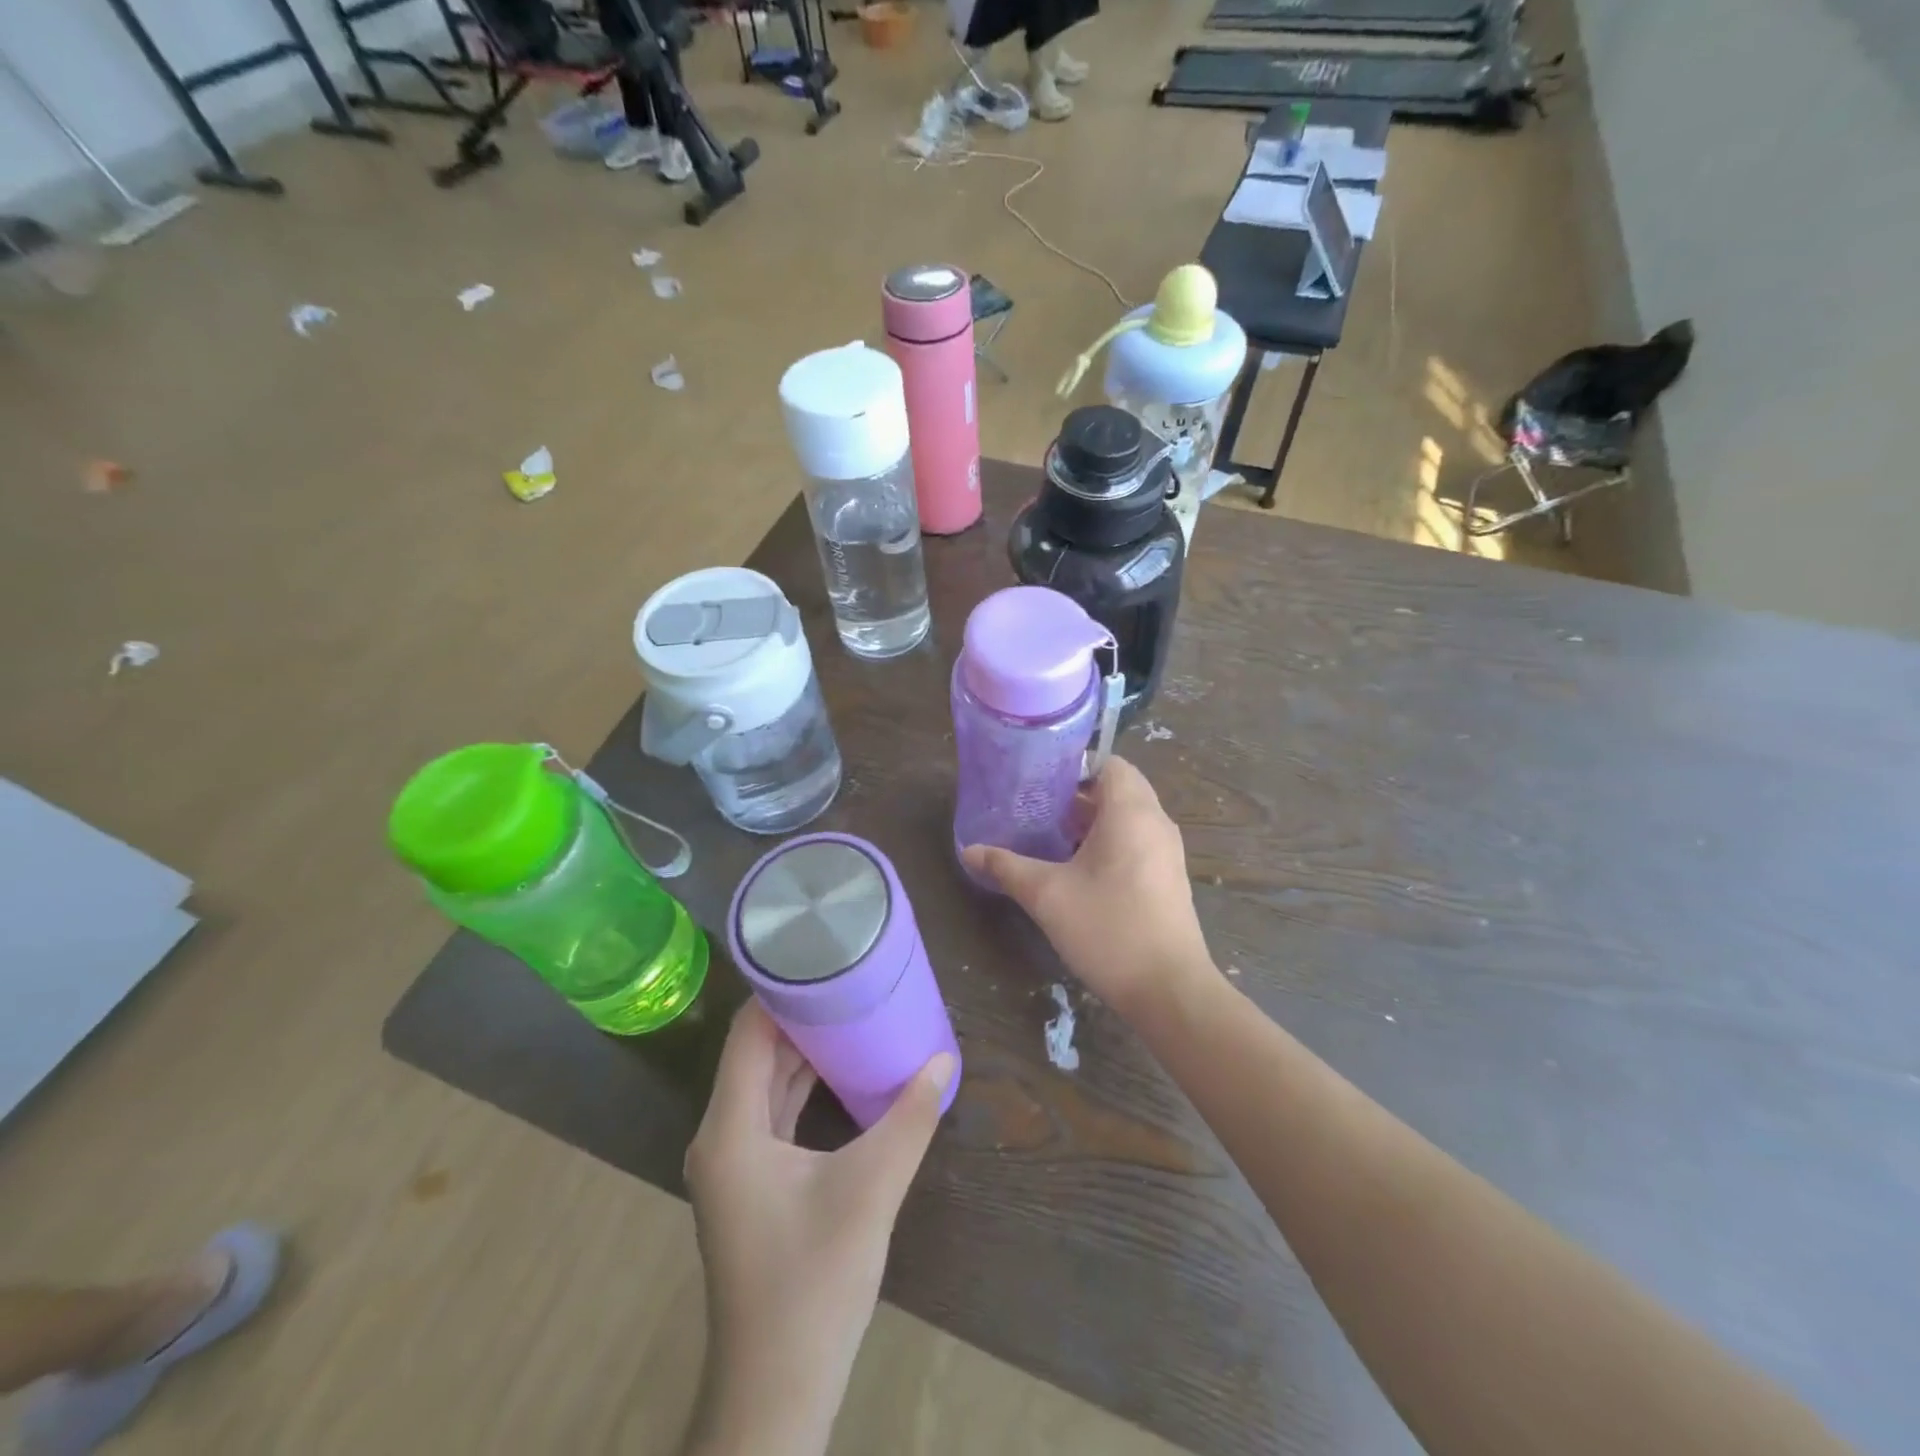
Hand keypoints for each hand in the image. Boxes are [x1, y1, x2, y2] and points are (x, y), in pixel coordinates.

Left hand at [682, 999, 955, 1455]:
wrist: (777, 1390)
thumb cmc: (813, 1283)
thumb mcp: (871, 1190)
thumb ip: (909, 1119)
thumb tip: (942, 1058)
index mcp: (730, 1128)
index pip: (748, 1032)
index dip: (782, 990)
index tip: (825, 956)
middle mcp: (722, 1135)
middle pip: (756, 1052)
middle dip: (801, 1014)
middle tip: (851, 978)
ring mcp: (734, 1163)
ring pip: (765, 1083)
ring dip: (804, 1050)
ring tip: (852, 1011)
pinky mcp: (753, 1183)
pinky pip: (774, 1113)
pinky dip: (804, 1086)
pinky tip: (843, 1072)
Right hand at [962, 756, 1212, 1019]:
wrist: (1169, 990)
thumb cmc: (1108, 929)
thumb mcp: (1047, 896)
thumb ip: (1007, 867)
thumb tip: (969, 850)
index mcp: (1131, 812)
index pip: (1109, 764)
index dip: (1074, 768)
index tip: (1039, 784)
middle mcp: (1156, 822)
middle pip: (1119, 788)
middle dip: (1079, 796)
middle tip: (1039, 810)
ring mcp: (1167, 851)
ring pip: (1128, 816)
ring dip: (1093, 821)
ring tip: (1052, 837)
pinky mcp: (1169, 877)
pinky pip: (1138, 840)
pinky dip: (1110, 842)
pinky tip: (1079, 870)